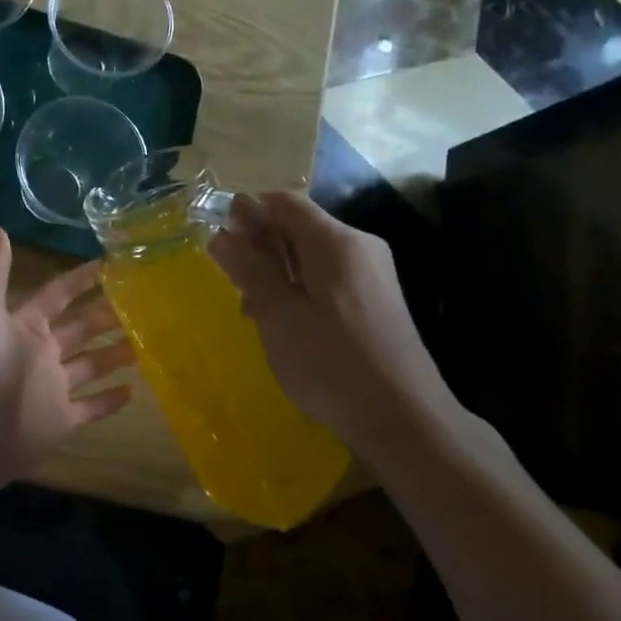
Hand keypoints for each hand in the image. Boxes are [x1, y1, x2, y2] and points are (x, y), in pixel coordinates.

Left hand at [0, 227, 135, 489]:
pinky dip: (111, 400)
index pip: (58, 295)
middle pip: (81, 330)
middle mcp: (41, 354)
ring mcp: (53, 389)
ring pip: (91, 366)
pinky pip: (92, 407)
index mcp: (25, 326)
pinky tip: (135, 390)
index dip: (81, 279)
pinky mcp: (62, 421)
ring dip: (115, 354)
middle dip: (106, 315)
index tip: (109, 264)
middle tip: (141, 303)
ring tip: (145, 341)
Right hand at [207, 192, 459, 462]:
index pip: (283, 201)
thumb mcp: (278, 316)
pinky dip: (298, 287)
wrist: (404, 419)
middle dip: (258, 243)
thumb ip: (249, 270)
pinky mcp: (375, 299)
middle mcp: (358, 246)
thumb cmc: (331, 363)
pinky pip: (327, 277)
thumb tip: (221, 234)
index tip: (217, 239)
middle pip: (298, 225)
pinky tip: (281, 320)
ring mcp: (371, 273)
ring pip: (310, 254)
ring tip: (250, 305)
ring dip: (275, 268)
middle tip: (229, 277)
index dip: (246, 211)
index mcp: (335, 241)